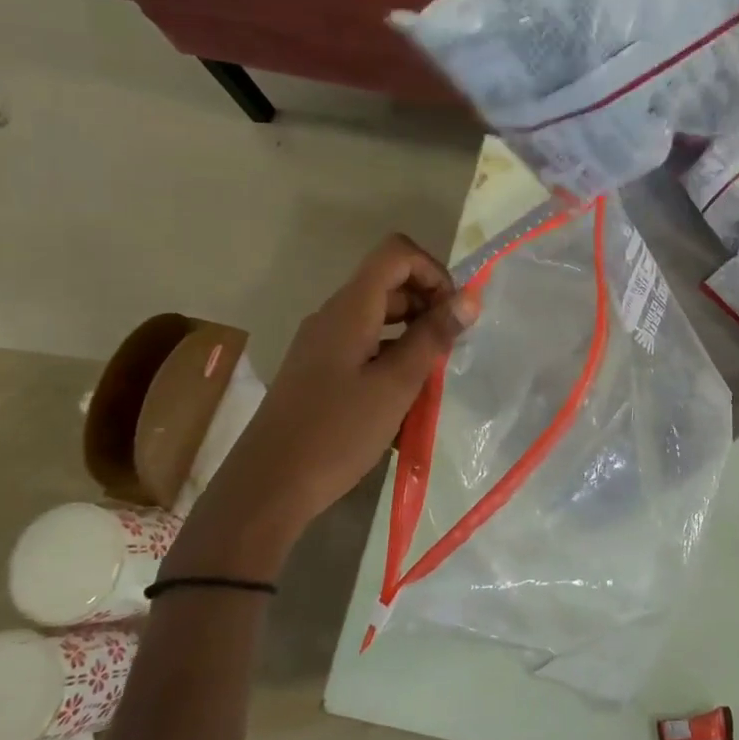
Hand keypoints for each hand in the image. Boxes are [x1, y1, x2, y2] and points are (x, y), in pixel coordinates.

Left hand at [173, 235, 475, 578]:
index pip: (396, 254)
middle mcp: (333, 316)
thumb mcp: (396, 385)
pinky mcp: (319, 370)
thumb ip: (433, 338)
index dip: (433, 270)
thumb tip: (469, 298)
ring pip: (379, 317)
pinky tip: (406, 397)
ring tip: (433, 375)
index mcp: (350, 309)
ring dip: (413, 334)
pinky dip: (393, 356)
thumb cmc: (337, 433)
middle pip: (388, 283)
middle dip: (428, 304)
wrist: (269, 486)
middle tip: (451, 347)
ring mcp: (323, 344)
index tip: (454, 312)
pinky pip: (365, 345)